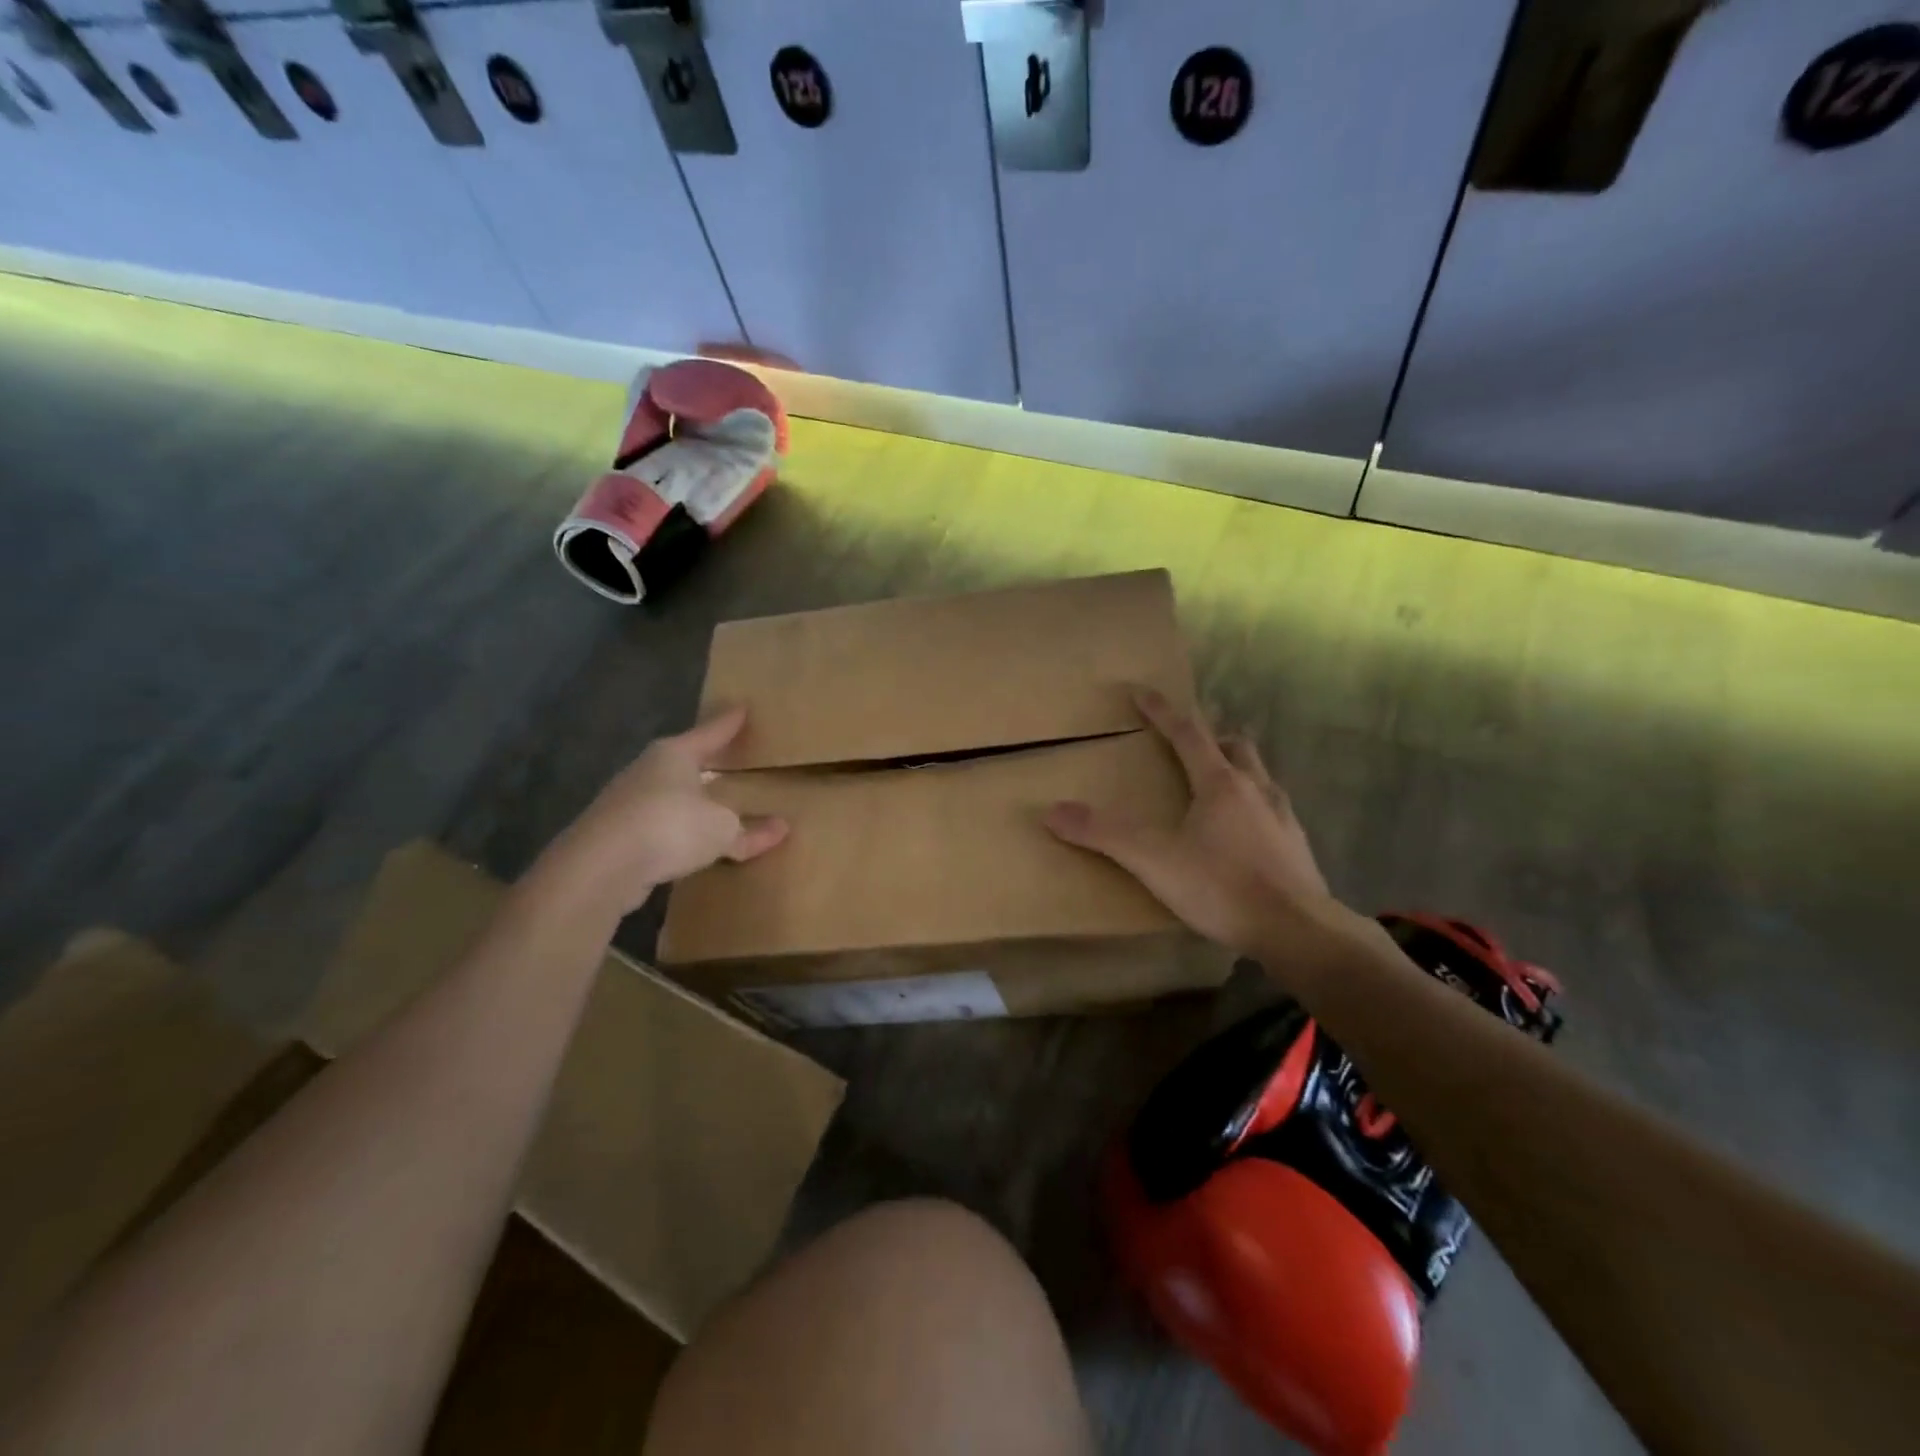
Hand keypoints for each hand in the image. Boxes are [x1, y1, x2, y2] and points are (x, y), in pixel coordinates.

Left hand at [533, 707, 786, 918]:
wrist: (599, 868)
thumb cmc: (670, 827)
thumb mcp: (722, 829)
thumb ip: (749, 830)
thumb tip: (781, 828)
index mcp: (674, 755)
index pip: (711, 732)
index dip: (729, 723)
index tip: (743, 708)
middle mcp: (647, 770)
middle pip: (683, 760)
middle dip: (704, 760)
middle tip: (727, 756)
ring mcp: (626, 801)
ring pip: (667, 793)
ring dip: (687, 799)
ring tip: (709, 803)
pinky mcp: (614, 834)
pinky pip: (656, 825)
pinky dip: (674, 830)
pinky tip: (685, 841)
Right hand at [1044, 688, 1350, 955]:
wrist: (1298, 931)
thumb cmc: (1222, 886)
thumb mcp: (1154, 860)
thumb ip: (1104, 834)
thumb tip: (1052, 811)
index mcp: (1220, 783)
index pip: (1187, 733)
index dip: (1162, 711)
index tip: (1142, 691)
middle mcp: (1255, 789)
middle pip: (1235, 746)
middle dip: (1210, 737)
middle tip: (1188, 744)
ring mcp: (1282, 817)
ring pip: (1259, 776)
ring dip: (1236, 769)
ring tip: (1216, 786)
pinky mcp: (1297, 847)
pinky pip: (1273, 809)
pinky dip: (1253, 806)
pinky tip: (1244, 833)